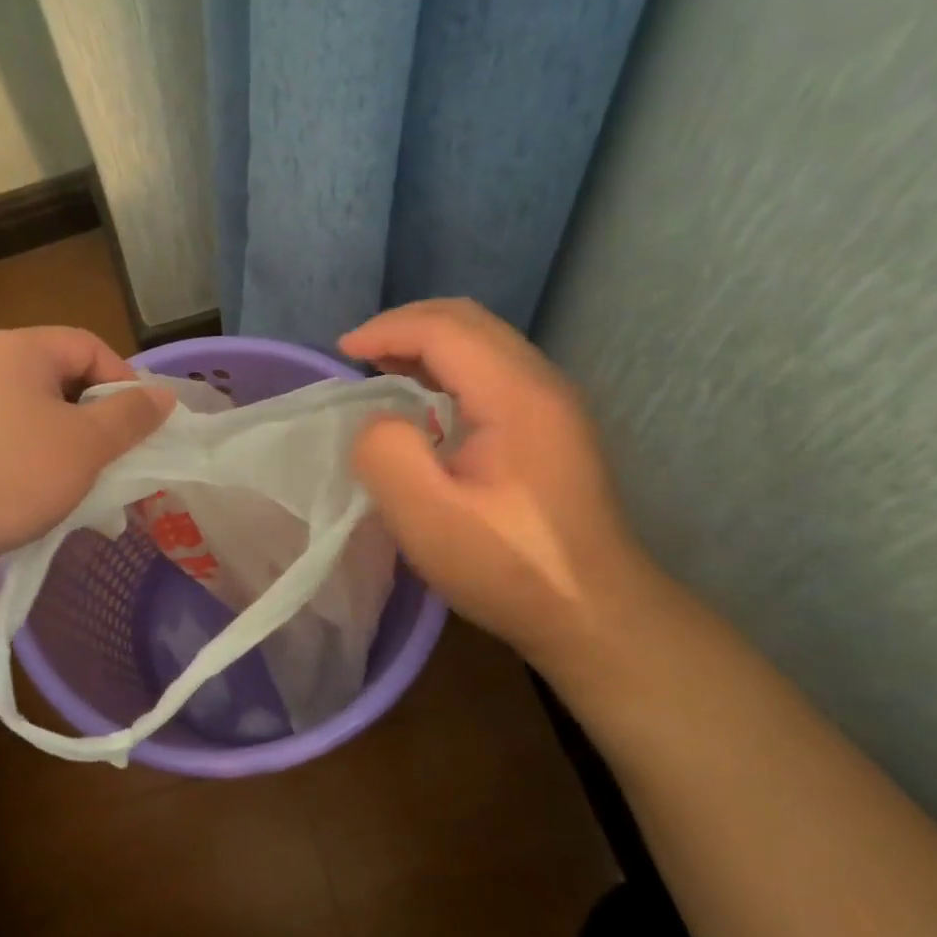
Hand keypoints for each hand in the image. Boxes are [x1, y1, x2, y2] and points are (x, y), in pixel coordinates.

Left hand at [0, 327, 170, 584]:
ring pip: (39, 409)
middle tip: (119, 455)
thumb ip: (130, 416)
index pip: (91, 346)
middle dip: (99, 416)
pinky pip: (11, 432)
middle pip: (65, 377)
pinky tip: (46, 489)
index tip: (141, 426)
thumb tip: (164, 395)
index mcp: (22, 348)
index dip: (125, 382)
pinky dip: (37, 454)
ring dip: (71, 440)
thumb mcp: (85, 445)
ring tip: (88, 478)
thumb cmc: (12, 473)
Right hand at [340, 299, 655, 671]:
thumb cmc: (509, 567)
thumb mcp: (428, 517)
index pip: (444, 328)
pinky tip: (426, 401)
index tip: (341, 353)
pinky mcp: (553, 426)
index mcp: (515, 394)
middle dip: (406, 325)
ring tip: (382, 367)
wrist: (596, 614)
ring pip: (484, 342)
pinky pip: (494, 370)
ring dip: (429, 343)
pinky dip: (450, 367)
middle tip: (358, 353)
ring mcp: (553, 403)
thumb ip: (386, 453)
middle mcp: (541, 382)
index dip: (387, 330)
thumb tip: (378, 422)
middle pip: (469, 321)